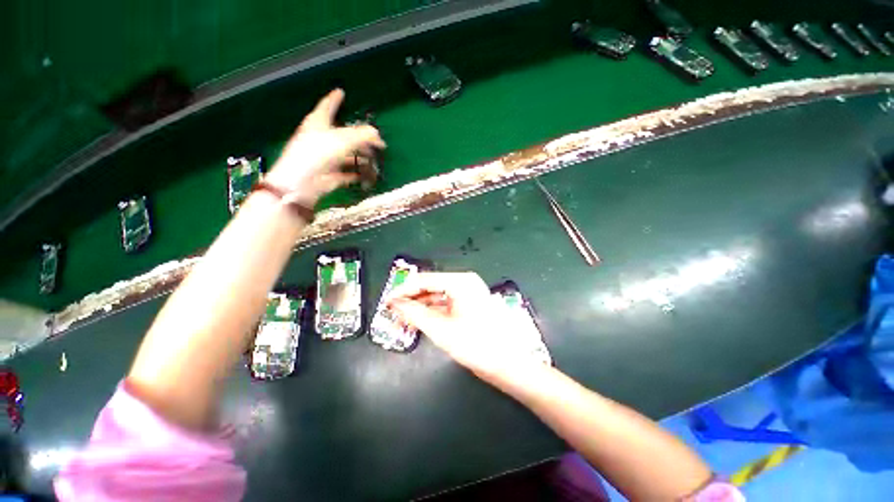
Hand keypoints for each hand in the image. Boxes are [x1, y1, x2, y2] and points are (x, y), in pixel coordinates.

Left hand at [264, 89, 385, 206]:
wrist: (301, 183)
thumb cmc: (317, 154)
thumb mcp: (343, 139)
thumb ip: (363, 135)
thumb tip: (378, 136)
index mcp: (318, 123)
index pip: (327, 105)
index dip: (335, 98)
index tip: (341, 91)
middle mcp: (320, 139)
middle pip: (342, 134)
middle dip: (359, 137)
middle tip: (374, 140)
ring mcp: (324, 158)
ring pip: (346, 155)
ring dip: (360, 157)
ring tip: (373, 159)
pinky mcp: (329, 175)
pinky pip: (346, 173)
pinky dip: (356, 173)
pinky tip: (365, 175)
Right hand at [387, 272, 548, 382]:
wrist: (508, 364)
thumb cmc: (475, 345)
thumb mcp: (441, 329)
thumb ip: (415, 313)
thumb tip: (395, 303)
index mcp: (460, 281)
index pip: (425, 280)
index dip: (403, 290)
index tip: (386, 301)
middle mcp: (465, 282)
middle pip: (431, 286)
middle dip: (411, 298)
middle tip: (392, 310)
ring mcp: (469, 293)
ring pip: (438, 295)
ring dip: (420, 305)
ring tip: (402, 316)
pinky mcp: (470, 304)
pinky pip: (446, 303)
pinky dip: (432, 310)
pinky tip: (419, 319)